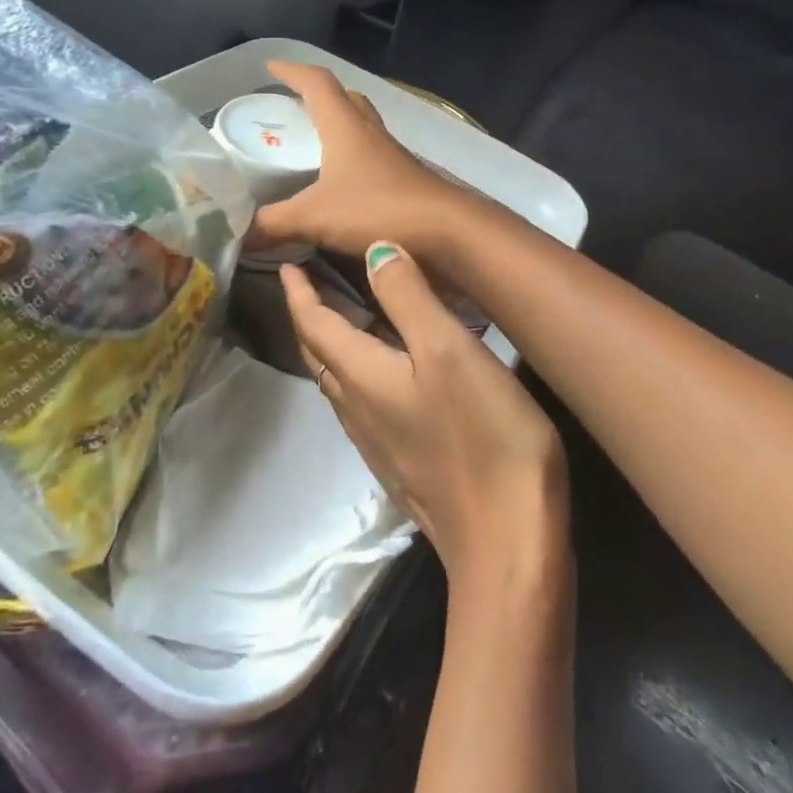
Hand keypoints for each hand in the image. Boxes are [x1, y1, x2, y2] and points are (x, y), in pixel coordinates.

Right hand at [252, 61, 466, 258]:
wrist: (446, 232)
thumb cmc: (377, 210)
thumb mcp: (314, 217)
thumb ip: (273, 224)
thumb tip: (238, 235)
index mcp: (345, 126)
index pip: (317, 84)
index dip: (293, 71)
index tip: (271, 66)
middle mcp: (370, 132)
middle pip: (344, 98)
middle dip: (317, 95)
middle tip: (293, 104)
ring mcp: (391, 155)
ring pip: (361, 125)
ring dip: (338, 123)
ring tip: (313, 140)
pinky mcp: (404, 178)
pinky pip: (372, 153)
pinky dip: (352, 155)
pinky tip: (342, 180)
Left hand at [281, 242, 568, 592]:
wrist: (506, 542)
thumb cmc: (482, 435)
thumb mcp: (448, 350)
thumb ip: (408, 297)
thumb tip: (373, 250)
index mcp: (361, 376)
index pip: (313, 324)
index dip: (298, 291)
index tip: (286, 262)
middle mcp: (356, 408)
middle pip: (317, 353)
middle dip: (307, 314)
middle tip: (310, 280)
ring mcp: (377, 440)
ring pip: (338, 379)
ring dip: (330, 343)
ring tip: (346, 313)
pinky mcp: (400, 461)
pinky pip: (362, 400)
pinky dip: (358, 368)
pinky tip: (389, 366)